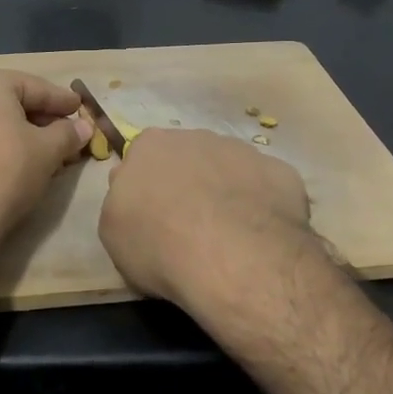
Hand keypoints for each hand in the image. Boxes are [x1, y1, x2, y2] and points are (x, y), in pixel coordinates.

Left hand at [0, 70, 91, 251]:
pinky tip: (7, 165)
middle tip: (64, 135)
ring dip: (15, 133)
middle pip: (8, 102)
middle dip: (39, 119)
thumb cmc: (5, 173)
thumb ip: (68, 133)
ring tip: (39, 153)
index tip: (81, 109)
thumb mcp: (48, 151)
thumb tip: (83, 126)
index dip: (62, 100)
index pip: (35, 87)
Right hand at [99, 129, 313, 314]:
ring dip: (226, 192)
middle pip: (188, 158)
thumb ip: (121, 201)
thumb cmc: (159, 244)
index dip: (148, 187)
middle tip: (189, 226)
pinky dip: (262, 206)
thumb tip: (134, 192)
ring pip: (229, 169)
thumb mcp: (113, 230)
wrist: (232, 256)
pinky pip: (265, 187)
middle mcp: (196, 136)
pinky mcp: (280, 171)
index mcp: (150, 145)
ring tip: (228, 236)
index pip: (143, 158)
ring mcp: (242, 151)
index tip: (152, 215)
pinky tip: (259, 238)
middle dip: (189, 183)